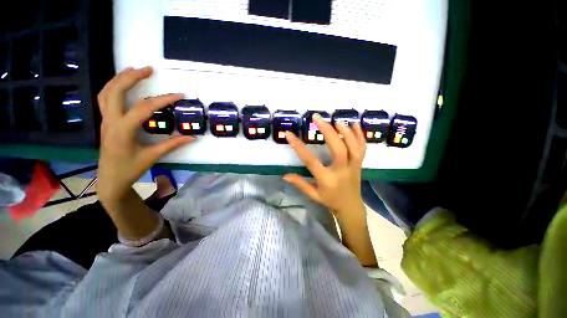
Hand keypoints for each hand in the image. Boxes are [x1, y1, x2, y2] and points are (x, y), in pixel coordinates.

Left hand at [96, 67, 193, 202]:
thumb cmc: (130, 169)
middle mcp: (110, 121)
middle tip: (148, 69)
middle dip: (131, 77)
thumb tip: (193, 137)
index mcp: (123, 130)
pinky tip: (122, 85)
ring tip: (133, 70)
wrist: (110, 179)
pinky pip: (105, 99)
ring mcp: (105, 120)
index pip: (144, 108)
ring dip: (119, 78)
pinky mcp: (106, 121)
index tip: (179, 95)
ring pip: (106, 92)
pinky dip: (113, 87)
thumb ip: (173, 144)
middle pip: (115, 91)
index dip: (163, 100)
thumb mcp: (153, 156)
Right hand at [283, 114, 366, 215]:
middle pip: (338, 148)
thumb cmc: (330, 200)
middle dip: (327, 130)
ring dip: (345, 131)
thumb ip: (300, 183)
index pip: (310, 160)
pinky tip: (354, 124)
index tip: (289, 134)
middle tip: (316, 117)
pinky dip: (359, 135)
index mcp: (327, 179)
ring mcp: (354, 166)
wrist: (351, 206)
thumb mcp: (313, 194)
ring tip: (335, 120)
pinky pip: (363, 148)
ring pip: (353, 146)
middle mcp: (341, 171)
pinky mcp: (360, 163)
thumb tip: (284, 175)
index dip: (298, 146)